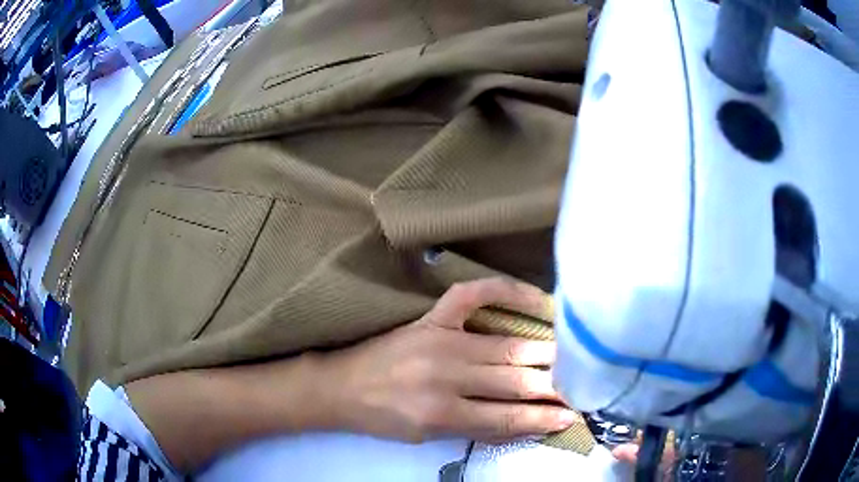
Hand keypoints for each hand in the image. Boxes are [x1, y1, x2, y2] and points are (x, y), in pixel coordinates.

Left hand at [316, 278, 579, 442]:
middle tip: (583, 386)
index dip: (544, 418)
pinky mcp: (431, 318)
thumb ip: (479, 429)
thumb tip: (528, 423)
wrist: (341, 387)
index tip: (573, 415)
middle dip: (554, 386)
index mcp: (443, 414)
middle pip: (515, 381)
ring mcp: (440, 341)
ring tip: (573, 357)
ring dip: (546, 355)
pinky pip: (473, 295)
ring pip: (508, 348)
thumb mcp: (429, 437)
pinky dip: (507, 291)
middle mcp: (446, 376)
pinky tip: (536, 298)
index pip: (509, 417)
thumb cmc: (384, 418)